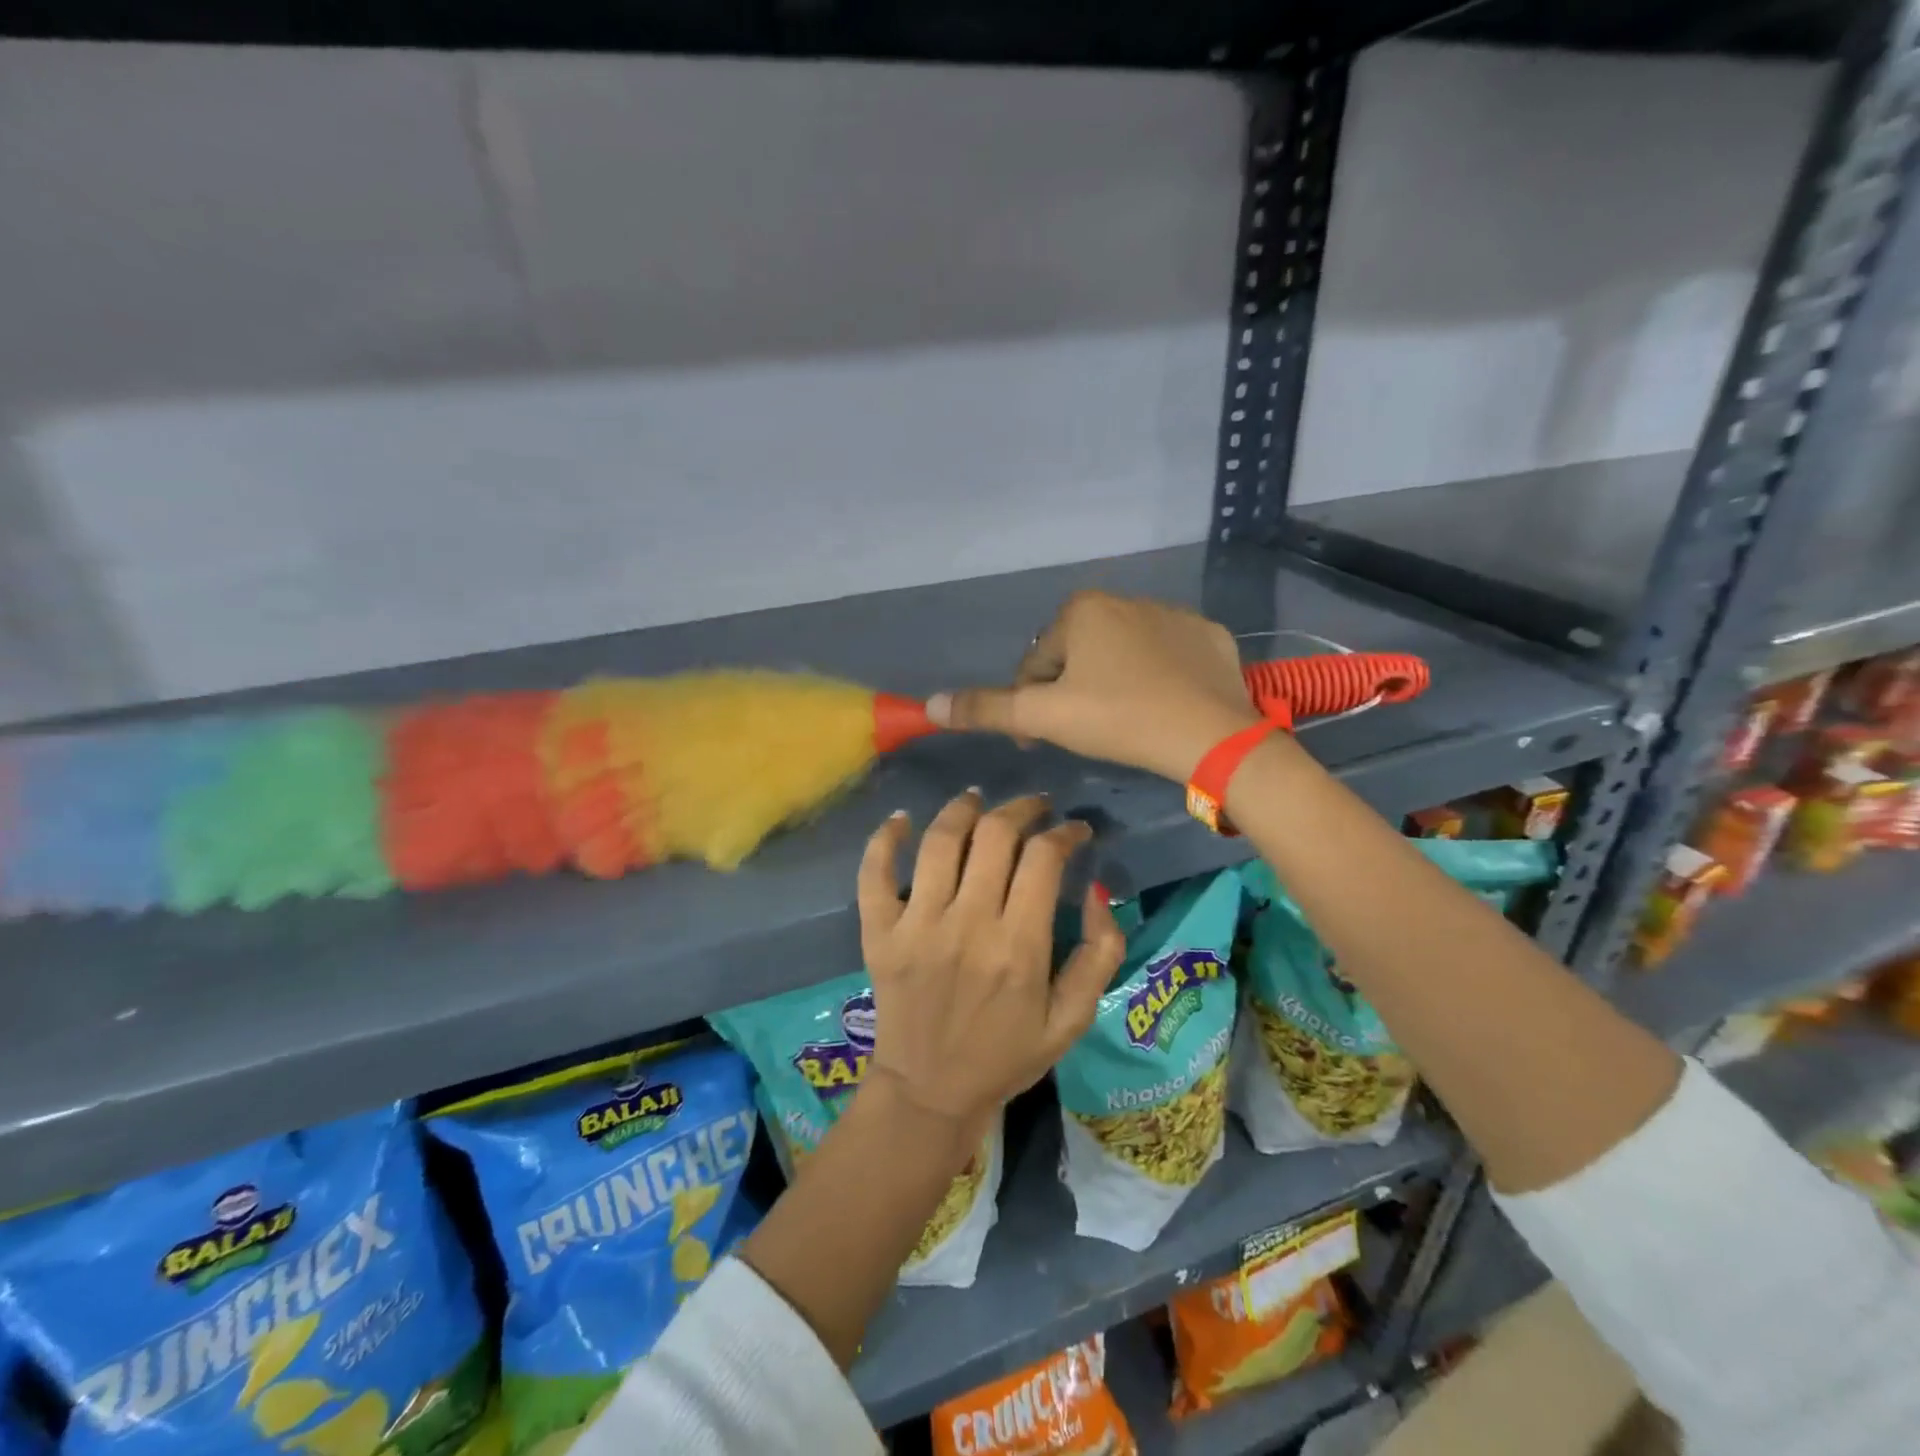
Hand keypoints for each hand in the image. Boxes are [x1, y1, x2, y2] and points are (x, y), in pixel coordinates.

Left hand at [855, 791, 1126, 1159]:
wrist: (929, 1092)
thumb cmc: (1006, 1055)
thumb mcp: (1072, 1019)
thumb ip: (1098, 955)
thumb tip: (1098, 891)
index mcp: (1018, 946)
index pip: (1043, 858)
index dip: (1064, 832)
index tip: (1074, 831)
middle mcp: (966, 924)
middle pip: (994, 835)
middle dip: (1021, 809)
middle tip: (1035, 808)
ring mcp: (916, 925)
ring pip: (940, 841)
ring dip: (962, 808)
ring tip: (977, 799)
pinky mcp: (879, 933)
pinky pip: (874, 873)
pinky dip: (884, 838)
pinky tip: (901, 819)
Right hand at [927, 591, 1262, 781]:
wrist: (1211, 735)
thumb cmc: (1118, 718)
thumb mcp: (1045, 716)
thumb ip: (987, 708)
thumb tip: (930, 704)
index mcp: (1083, 609)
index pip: (1037, 663)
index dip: (1031, 704)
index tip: (1041, 739)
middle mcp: (1127, 598)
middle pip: (1079, 656)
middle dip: (1072, 691)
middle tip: (1084, 732)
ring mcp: (1175, 615)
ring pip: (1124, 654)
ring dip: (1113, 683)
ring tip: (1124, 724)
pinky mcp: (1210, 636)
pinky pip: (1168, 657)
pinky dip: (1158, 678)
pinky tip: (1163, 707)